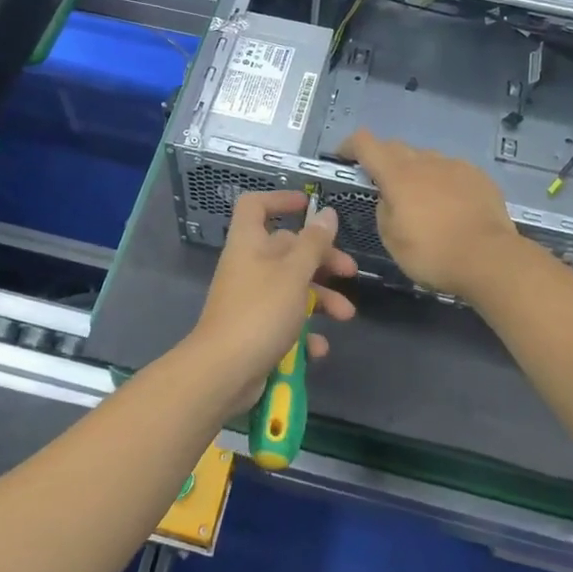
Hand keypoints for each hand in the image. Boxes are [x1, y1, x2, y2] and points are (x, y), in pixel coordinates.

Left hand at [187, 191, 356, 401]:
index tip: (309, 205)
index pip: (256, 205)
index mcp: (250, 243)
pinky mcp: (255, 329)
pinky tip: (320, 348)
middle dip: (322, 260)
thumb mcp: (294, 273)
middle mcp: (248, 266)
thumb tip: (327, 213)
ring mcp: (251, 299)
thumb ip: (314, 243)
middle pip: (286, 249)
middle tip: (349, 272)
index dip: (280, 199)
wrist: (223, 372)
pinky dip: (305, 332)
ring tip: (346, 316)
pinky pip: (285, 321)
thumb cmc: (260, 312)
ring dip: (321, 299)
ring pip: (292, 287)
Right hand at [338, 131, 520, 300]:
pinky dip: (443, 183)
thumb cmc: (432, 253)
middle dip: (384, 160)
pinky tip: (450, 207)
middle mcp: (425, 161)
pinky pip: (452, 172)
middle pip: (397, 148)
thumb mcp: (392, 239)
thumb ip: (384, 210)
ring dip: (416, 173)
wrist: (490, 258)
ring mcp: (455, 166)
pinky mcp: (479, 177)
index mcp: (398, 174)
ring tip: (421, 201)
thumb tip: (390, 198)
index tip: (344, 155)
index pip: (366, 144)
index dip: (350, 145)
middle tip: (382, 184)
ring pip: (426, 160)